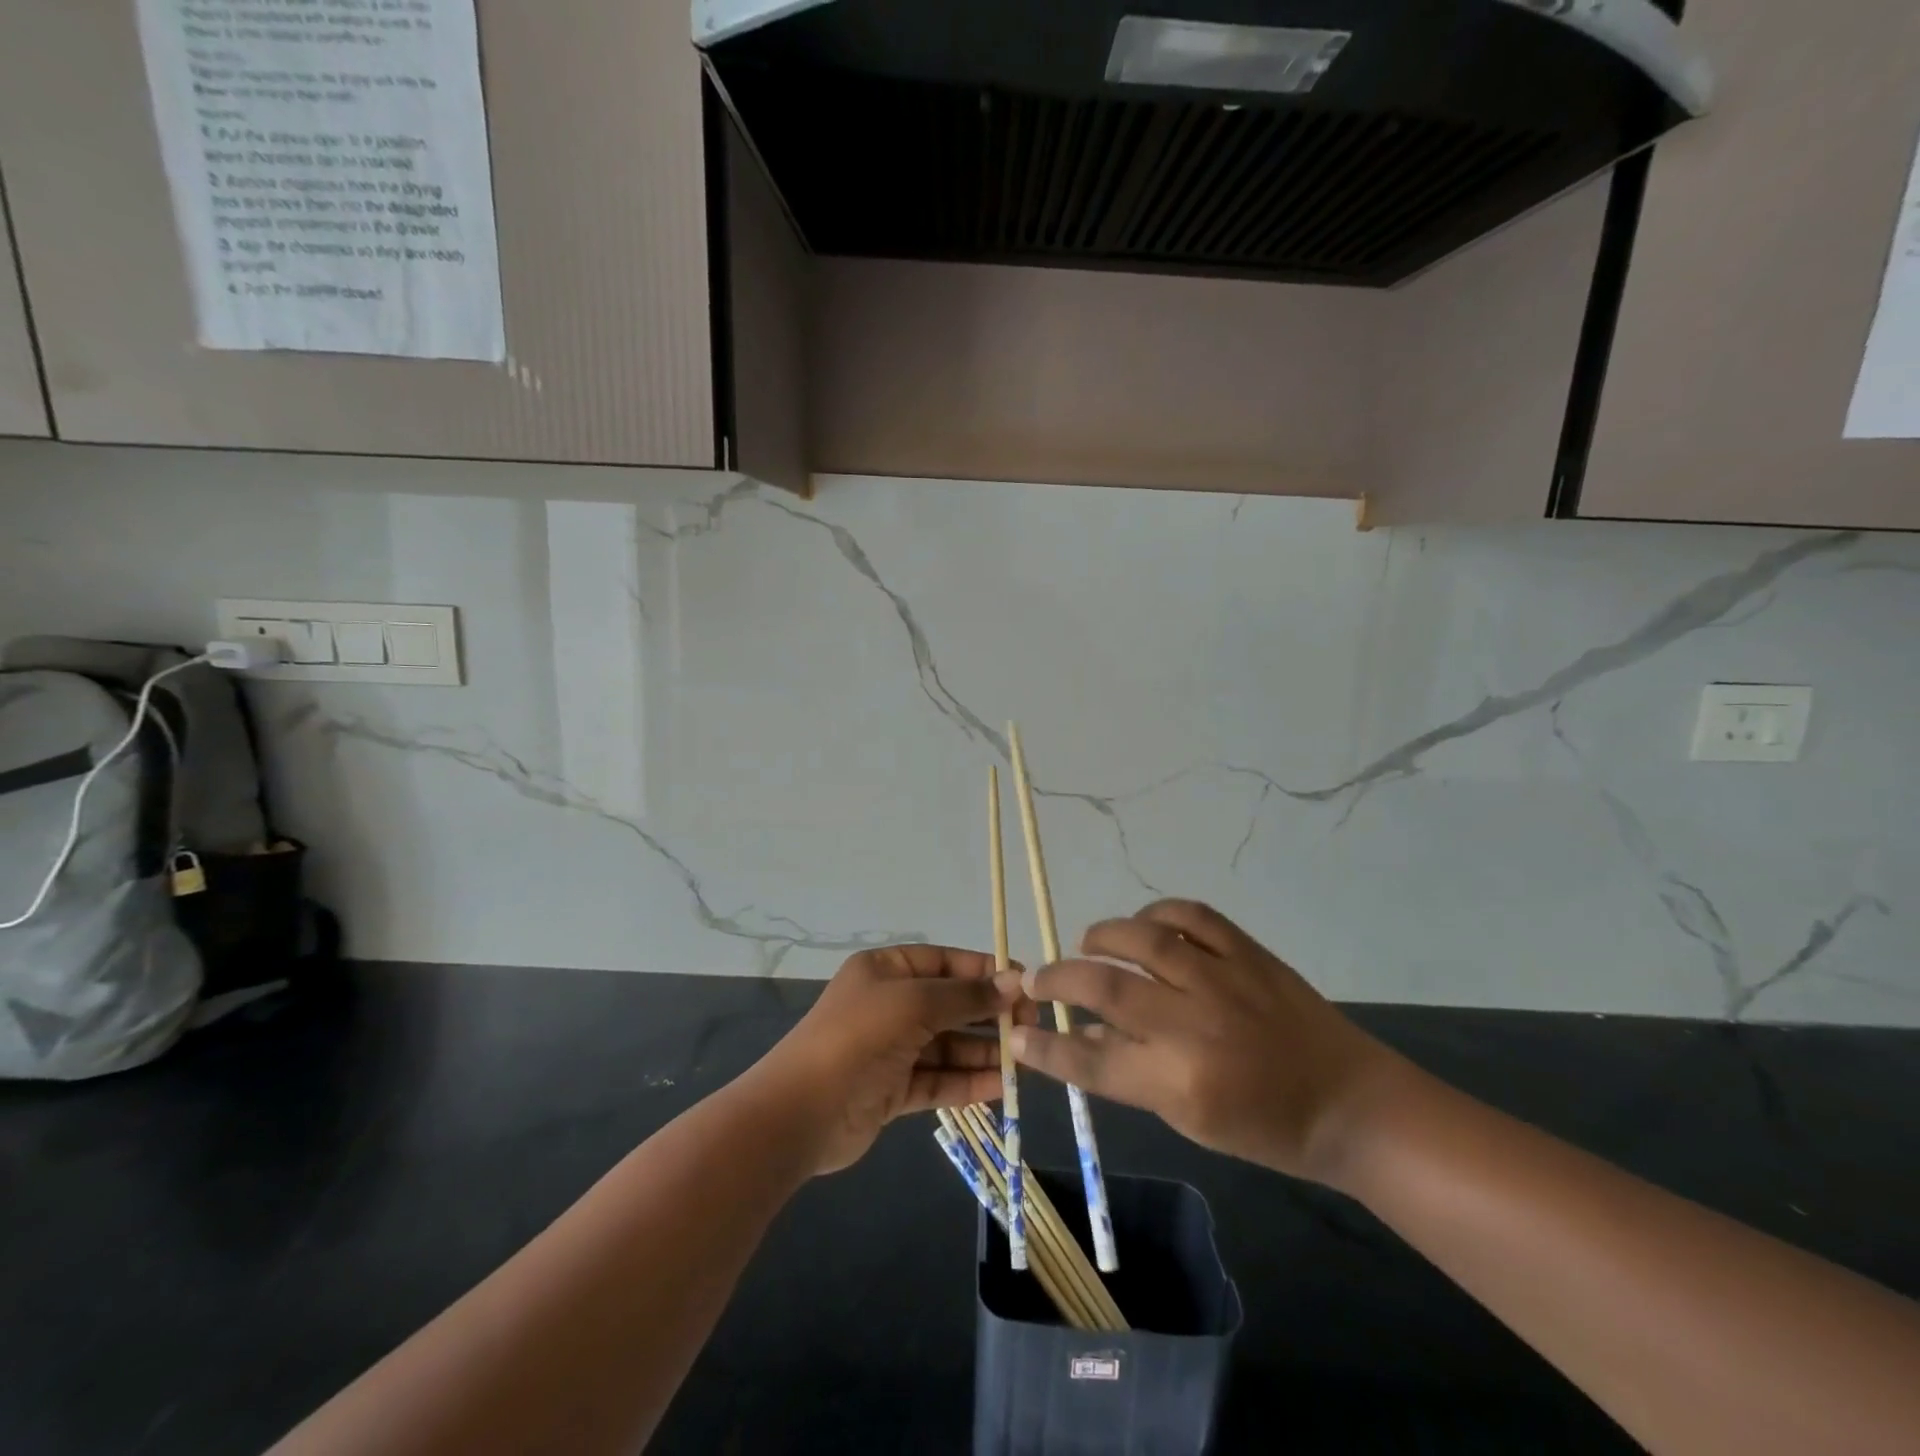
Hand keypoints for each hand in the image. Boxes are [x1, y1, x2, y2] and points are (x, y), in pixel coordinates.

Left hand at [756, 945, 1021, 1175]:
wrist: (800, 1113)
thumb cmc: (858, 1038)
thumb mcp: (915, 1004)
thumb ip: (966, 996)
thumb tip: (1015, 981)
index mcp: (885, 970)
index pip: (943, 962)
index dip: (983, 971)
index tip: (1024, 983)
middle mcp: (888, 1004)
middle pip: (949, 1004)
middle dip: (988, 1013)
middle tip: (1031, 1025)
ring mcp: (890, 1049)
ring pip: (947, 1045)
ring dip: (983, 1051)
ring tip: (1024, 1060)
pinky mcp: (892, 1090)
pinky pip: (938, 1079)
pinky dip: (967, 1082)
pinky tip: (1001, 1086)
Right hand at [1012, 900, 1403, 1182]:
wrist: (1351, 1103)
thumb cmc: (1268, 1128)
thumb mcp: (1190, 1119)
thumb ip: (1132, 1073)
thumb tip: (1083, 1035)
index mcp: (1180, 1081)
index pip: (1092, 1059)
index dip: (1046, 1045)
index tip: (1017, 1032)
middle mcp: (1195, 1024)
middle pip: (1105, 987)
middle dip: (1058, 979)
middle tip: (1037, 979)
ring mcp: (1223, 980)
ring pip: (1142, 937)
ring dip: (1102, 936)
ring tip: (1088, 944)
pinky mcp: (1248, 952)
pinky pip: (1192, 914)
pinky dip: (1159, 912)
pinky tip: (1146, 923)